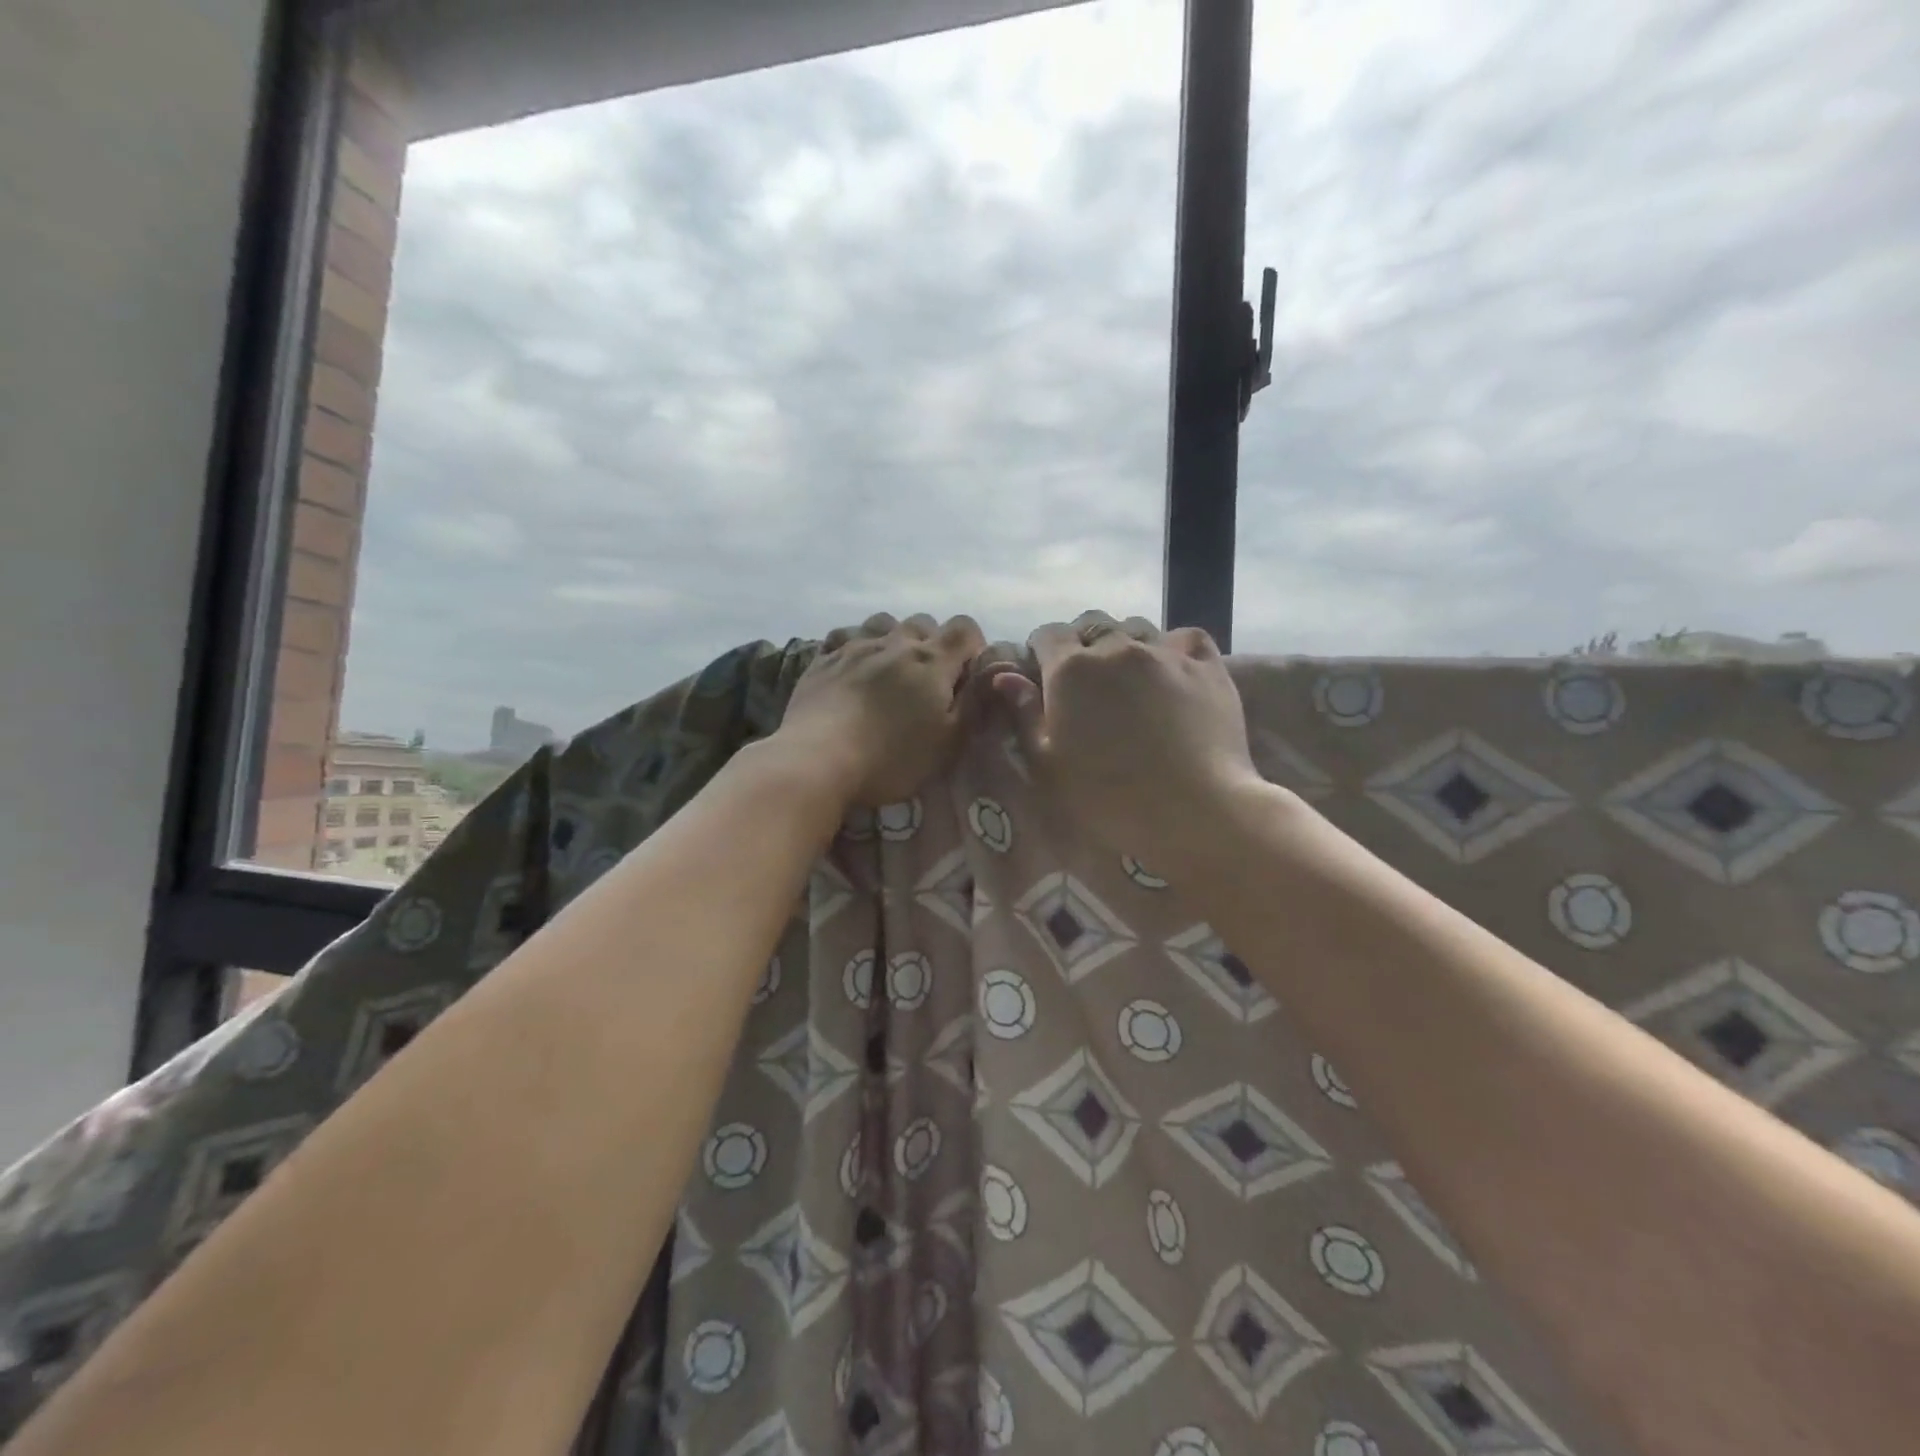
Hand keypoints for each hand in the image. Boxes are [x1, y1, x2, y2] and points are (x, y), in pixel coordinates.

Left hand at [779, 612, 986, 806]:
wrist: (818, 758)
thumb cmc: (892, 757)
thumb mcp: (948, 741)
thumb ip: (975, 703)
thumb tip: (996, 672)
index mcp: (932, 660)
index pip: (965, 627)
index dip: (972, 645)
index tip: (968, 673)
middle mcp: (895, 643)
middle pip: (923, 623)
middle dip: (933, 643)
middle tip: (929, 680)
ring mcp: (855, 646)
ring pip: (883, 622)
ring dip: (894, 638)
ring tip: (891, 668)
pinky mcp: (823, 659)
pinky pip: (845, 636)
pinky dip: (856, 644)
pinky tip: (853, 665)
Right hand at [986, 614, 1265, 872]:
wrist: (1193, 811)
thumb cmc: (1108, 798)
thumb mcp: (1049, 764)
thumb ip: (1025, 714)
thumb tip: (1006, 676)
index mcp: (1071, 670)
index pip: (1048, 634)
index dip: (1042, 650)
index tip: (1044, 674)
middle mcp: (1117, 648)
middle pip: (1092, 624)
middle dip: (1082, 642)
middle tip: (1085, 678)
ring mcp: (1166, 654)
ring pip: (1138, 627)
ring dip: (1126, 643)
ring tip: (1129, 674)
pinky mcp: (1208, 668)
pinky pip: (1187, 639)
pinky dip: (1174, 647)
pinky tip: (1173, 669)